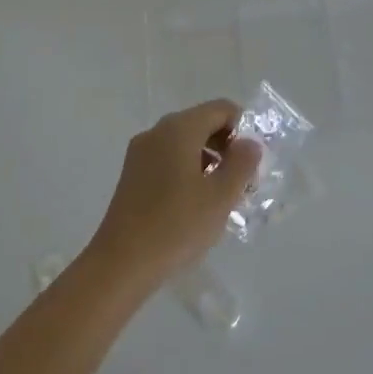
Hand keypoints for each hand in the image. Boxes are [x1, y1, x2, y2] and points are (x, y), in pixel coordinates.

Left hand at [85, 100, 261, 293]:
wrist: (121, 264)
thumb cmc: (176, 226)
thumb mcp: (221, 196)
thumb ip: (242, 163)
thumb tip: (249, 143)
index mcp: (179, 128)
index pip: (221, 109)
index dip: (243, 129)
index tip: (252, 163)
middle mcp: (157, 132)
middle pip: (202, 123)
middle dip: (227, 147)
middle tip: (242, 183)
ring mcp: (140, 153)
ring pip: (185, 143)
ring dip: (209, 161)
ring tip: (221, 198)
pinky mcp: (132, 175)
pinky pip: (168, 160)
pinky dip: (188, 172)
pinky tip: (195, 206)